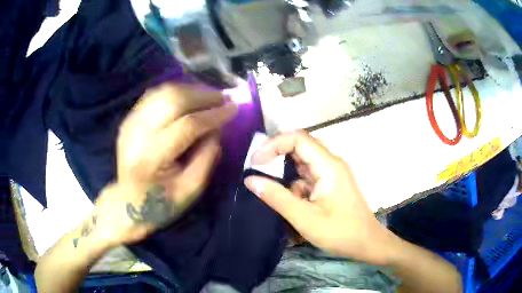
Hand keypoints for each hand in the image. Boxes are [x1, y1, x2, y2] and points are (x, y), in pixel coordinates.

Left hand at [93, 83, 236, 246]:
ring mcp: (129, 123)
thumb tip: (218, 126)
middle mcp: (136, 134)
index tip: (234, 108)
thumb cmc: (161, 203)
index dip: (213, 115)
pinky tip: (190, 96)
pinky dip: (176, 91)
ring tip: (210, 95)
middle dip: (204, 96)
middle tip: (224, 98)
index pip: (186, 125)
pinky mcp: (128, 119)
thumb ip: (207, 156)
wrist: (128, 203)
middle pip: (173, 101)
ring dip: (191, 89)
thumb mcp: (191, 189)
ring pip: (163, 93)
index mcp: (150, 158)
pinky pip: (154, 95)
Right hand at [244, 130, 391, 264]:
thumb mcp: (305, 218)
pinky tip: (292, 201)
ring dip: (285, 172)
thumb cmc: (340, 233)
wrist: (366, 243)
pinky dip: (295, 184)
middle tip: (256, 169)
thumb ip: (277, 197)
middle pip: (300, 146)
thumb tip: (250, 180)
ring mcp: (332, 172)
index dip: (273, 144)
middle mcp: (331, 163)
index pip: (298, 139)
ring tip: (271, 188)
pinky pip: (308, 175)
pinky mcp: (330, 183)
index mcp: (328, 166)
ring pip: (303, 161)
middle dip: (276, 155)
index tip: (255, 161)